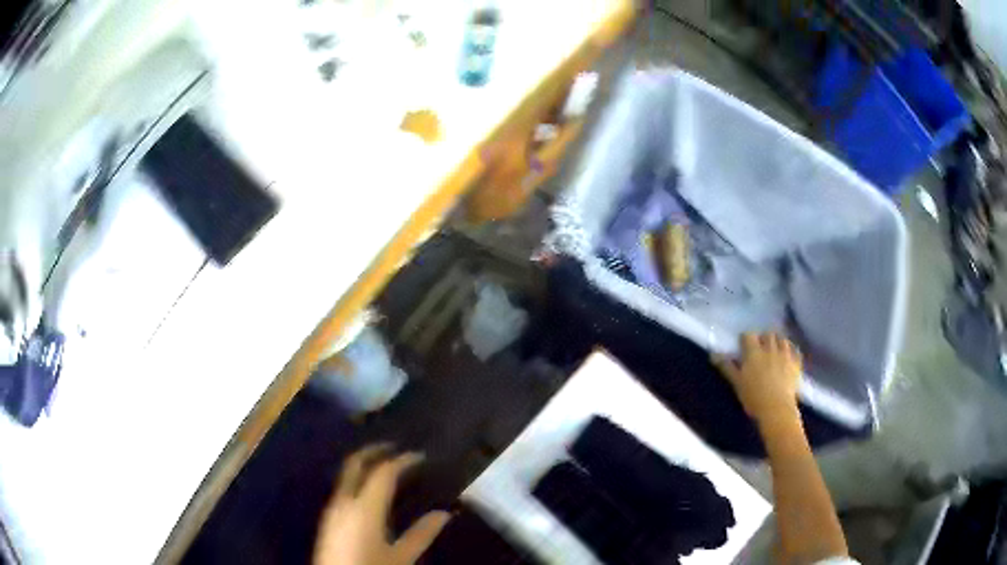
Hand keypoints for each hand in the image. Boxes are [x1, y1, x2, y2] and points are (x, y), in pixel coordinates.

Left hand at [314, 445, 450, 564]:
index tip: (420, 456)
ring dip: (366, 464)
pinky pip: (343, 487)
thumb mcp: (401, 557)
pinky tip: (372, 491)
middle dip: (375, 451)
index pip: (383, 472)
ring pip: (347, 474)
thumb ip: (422, 534)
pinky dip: (359, 479)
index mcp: (364, 508)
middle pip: (356, 463)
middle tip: (397, 448)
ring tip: (388, 466)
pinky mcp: (329, 517)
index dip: (403, 460)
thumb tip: (444, 513)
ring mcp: (333, 508)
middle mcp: (344, 500)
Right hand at [713, 332, 801, 426]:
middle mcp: (770, 348)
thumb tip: (714, 355)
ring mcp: (785, 354)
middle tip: (760, 348)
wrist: (777, 409)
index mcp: (753, 352)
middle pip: (767, 334)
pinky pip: (795, 350)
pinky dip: (791, 350)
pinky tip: (788, 355)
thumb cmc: (753, 397)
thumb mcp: (737, 383)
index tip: (743, 347)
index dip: (745, 339)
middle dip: (763, 338)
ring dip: (778, 341)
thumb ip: (727, 367)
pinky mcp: (796, 362)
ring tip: (775, 349)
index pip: (748, 335)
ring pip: (782, 339)